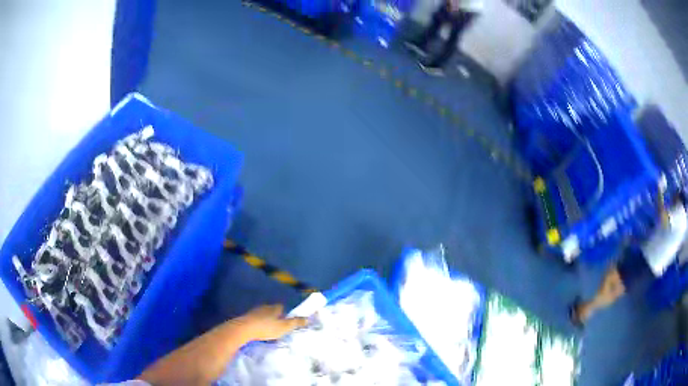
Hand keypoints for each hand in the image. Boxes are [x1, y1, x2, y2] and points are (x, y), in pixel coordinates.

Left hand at [238, 304, 307, 341]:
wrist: (243, 329)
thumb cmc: (266, 328)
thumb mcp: (284, 327)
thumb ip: (295, 323)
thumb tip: (308, 318)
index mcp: (274, 308)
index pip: (282, 307)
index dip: (286, 313)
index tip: (288, 320)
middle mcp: (264, 307)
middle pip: (272, 310)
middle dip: (276, 317)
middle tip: (280, 326)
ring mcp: (254, 312)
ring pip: (263, 315)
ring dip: (266, 321)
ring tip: (270, 330)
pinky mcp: (246, 318)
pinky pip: (256, 320)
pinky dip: (259, 324)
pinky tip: (260, 331)